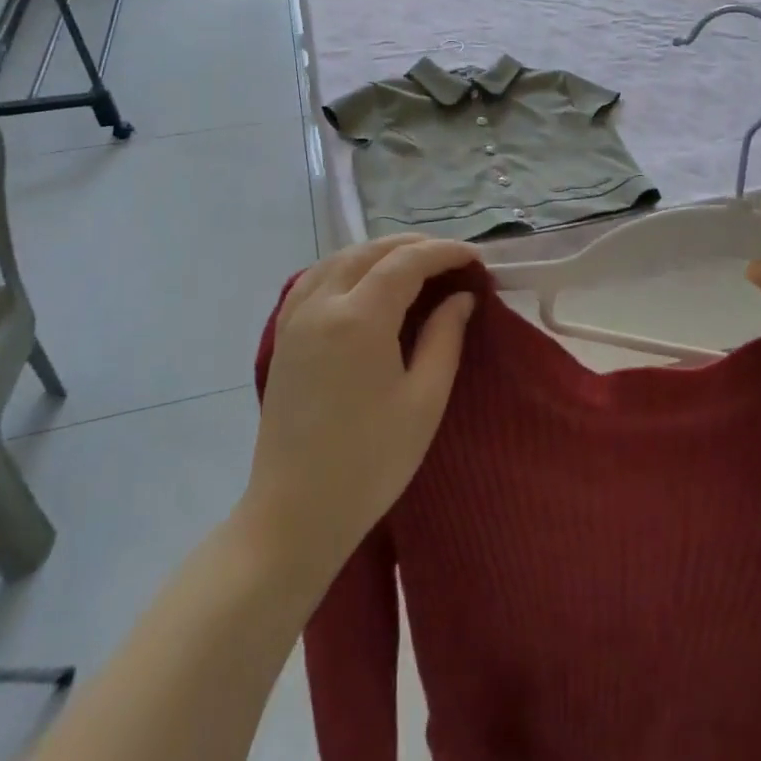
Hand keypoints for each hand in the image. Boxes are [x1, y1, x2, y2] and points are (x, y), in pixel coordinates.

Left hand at [246, 236, 478, 575]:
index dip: (445, 252)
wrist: (294, 514)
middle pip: (372, 251)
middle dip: (416, 246)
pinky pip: (315, 278)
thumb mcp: (424, 400)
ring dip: (381, 252)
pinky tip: (364, 279)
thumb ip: (445, 337)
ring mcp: (296, 318)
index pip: (407, 262)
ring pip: (341, 258)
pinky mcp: (284, 336)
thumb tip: (461, 297)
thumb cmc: (370, 463)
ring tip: (416, 262)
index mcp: (359, 318)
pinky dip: (347, 266)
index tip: (477, 258)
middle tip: (453, 258)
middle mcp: (322, 304)